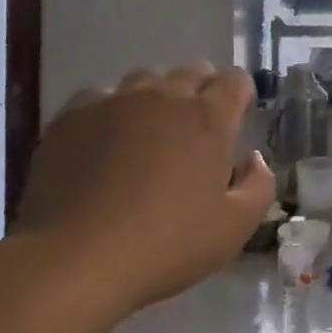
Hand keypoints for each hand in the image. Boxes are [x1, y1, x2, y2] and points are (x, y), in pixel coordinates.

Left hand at [13, 61, 275, 319]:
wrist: (73, 261)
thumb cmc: (164, 245)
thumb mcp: (234, 228)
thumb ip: (258, 185)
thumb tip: (253, 158)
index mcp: (208, 118)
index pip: (235, 80)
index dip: (240, 96)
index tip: (236, 122)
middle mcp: (165, 96)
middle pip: (192, 71)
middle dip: (201, 92)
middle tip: (195, 133)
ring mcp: (115, 101)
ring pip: (145, 80)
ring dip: (156, 98)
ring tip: (148, 134)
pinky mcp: (72, 116)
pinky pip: (100, 97)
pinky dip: (110, 112)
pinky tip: (104, 143)